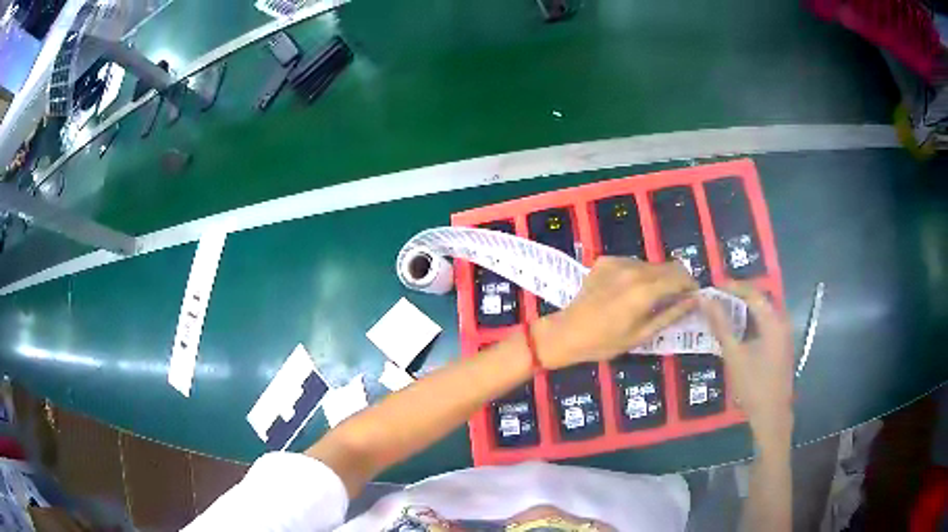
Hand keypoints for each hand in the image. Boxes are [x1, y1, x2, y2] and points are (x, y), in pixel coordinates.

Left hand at [533, 257, 697, 369]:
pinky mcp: (606, 260)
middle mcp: (633, 270)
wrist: (566, 332)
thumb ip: (670, 315)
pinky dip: (639, 274)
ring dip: (658, 277)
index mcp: (644, 290)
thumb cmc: (604, 342)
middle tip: (676, 299)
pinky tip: (629, 292)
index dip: (691, 285)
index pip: (680, 276)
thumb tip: (693, 302)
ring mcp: (618, 262)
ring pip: (651, 264)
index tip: (694, 297)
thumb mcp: (641, 335)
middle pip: (668, 266)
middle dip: (677, 280)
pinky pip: (632, 263)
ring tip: (651, 298)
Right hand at [699, 283, 793, 451]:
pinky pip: (766, 324)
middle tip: (716, 299)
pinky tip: (737, 331)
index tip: (712, 287)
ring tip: (723, 311)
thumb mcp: (734, 355)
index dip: (732, 287)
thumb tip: (705, 299)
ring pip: (763, 312)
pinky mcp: (781, 345)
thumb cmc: (753, 385)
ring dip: (744, 309)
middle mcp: (782, 322)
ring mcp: (783, 334)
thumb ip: (721, 325)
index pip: (752, 293)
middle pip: (760, 299)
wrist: (771, 415)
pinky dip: (751, 321)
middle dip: (737, 296)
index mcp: (773, 322)